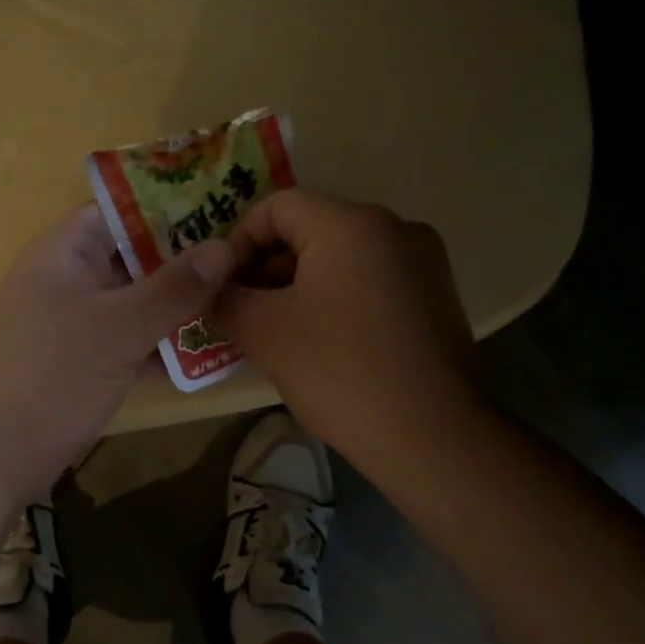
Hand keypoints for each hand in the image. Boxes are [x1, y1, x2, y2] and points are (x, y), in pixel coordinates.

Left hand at [0, 205, 235, 504]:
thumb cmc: (54, 375)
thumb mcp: (121, 327)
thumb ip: (174, 287)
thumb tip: (225, 247)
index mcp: (63, 251)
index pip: (120, 210)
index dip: (170, 206)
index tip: (222, 211)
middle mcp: (66, 278)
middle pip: (131, 255)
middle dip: (183, 260)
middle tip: (242, 259)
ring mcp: (70, 322)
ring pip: (132, 301)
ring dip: (176, 304)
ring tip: (236, 299)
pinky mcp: (77, 362)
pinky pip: (126, 339)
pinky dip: (158, 343)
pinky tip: (206, 351)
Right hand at [218, 189, 491, 471]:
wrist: (432, 436)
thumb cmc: (339, 372)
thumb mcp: (265, 332)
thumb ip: (226, 299)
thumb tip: (208, 290)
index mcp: (351, 224)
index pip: (278, 206)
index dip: (238, 240)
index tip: (219, 283)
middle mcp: (394, 228)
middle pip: (312, 228)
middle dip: (266, 265)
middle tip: (238, 307)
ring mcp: (422, 262)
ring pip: (341, 256)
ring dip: (298, 284)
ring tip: (270, 327)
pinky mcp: (435, 295)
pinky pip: (370, 280)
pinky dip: (334, 297)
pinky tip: (316, 339)